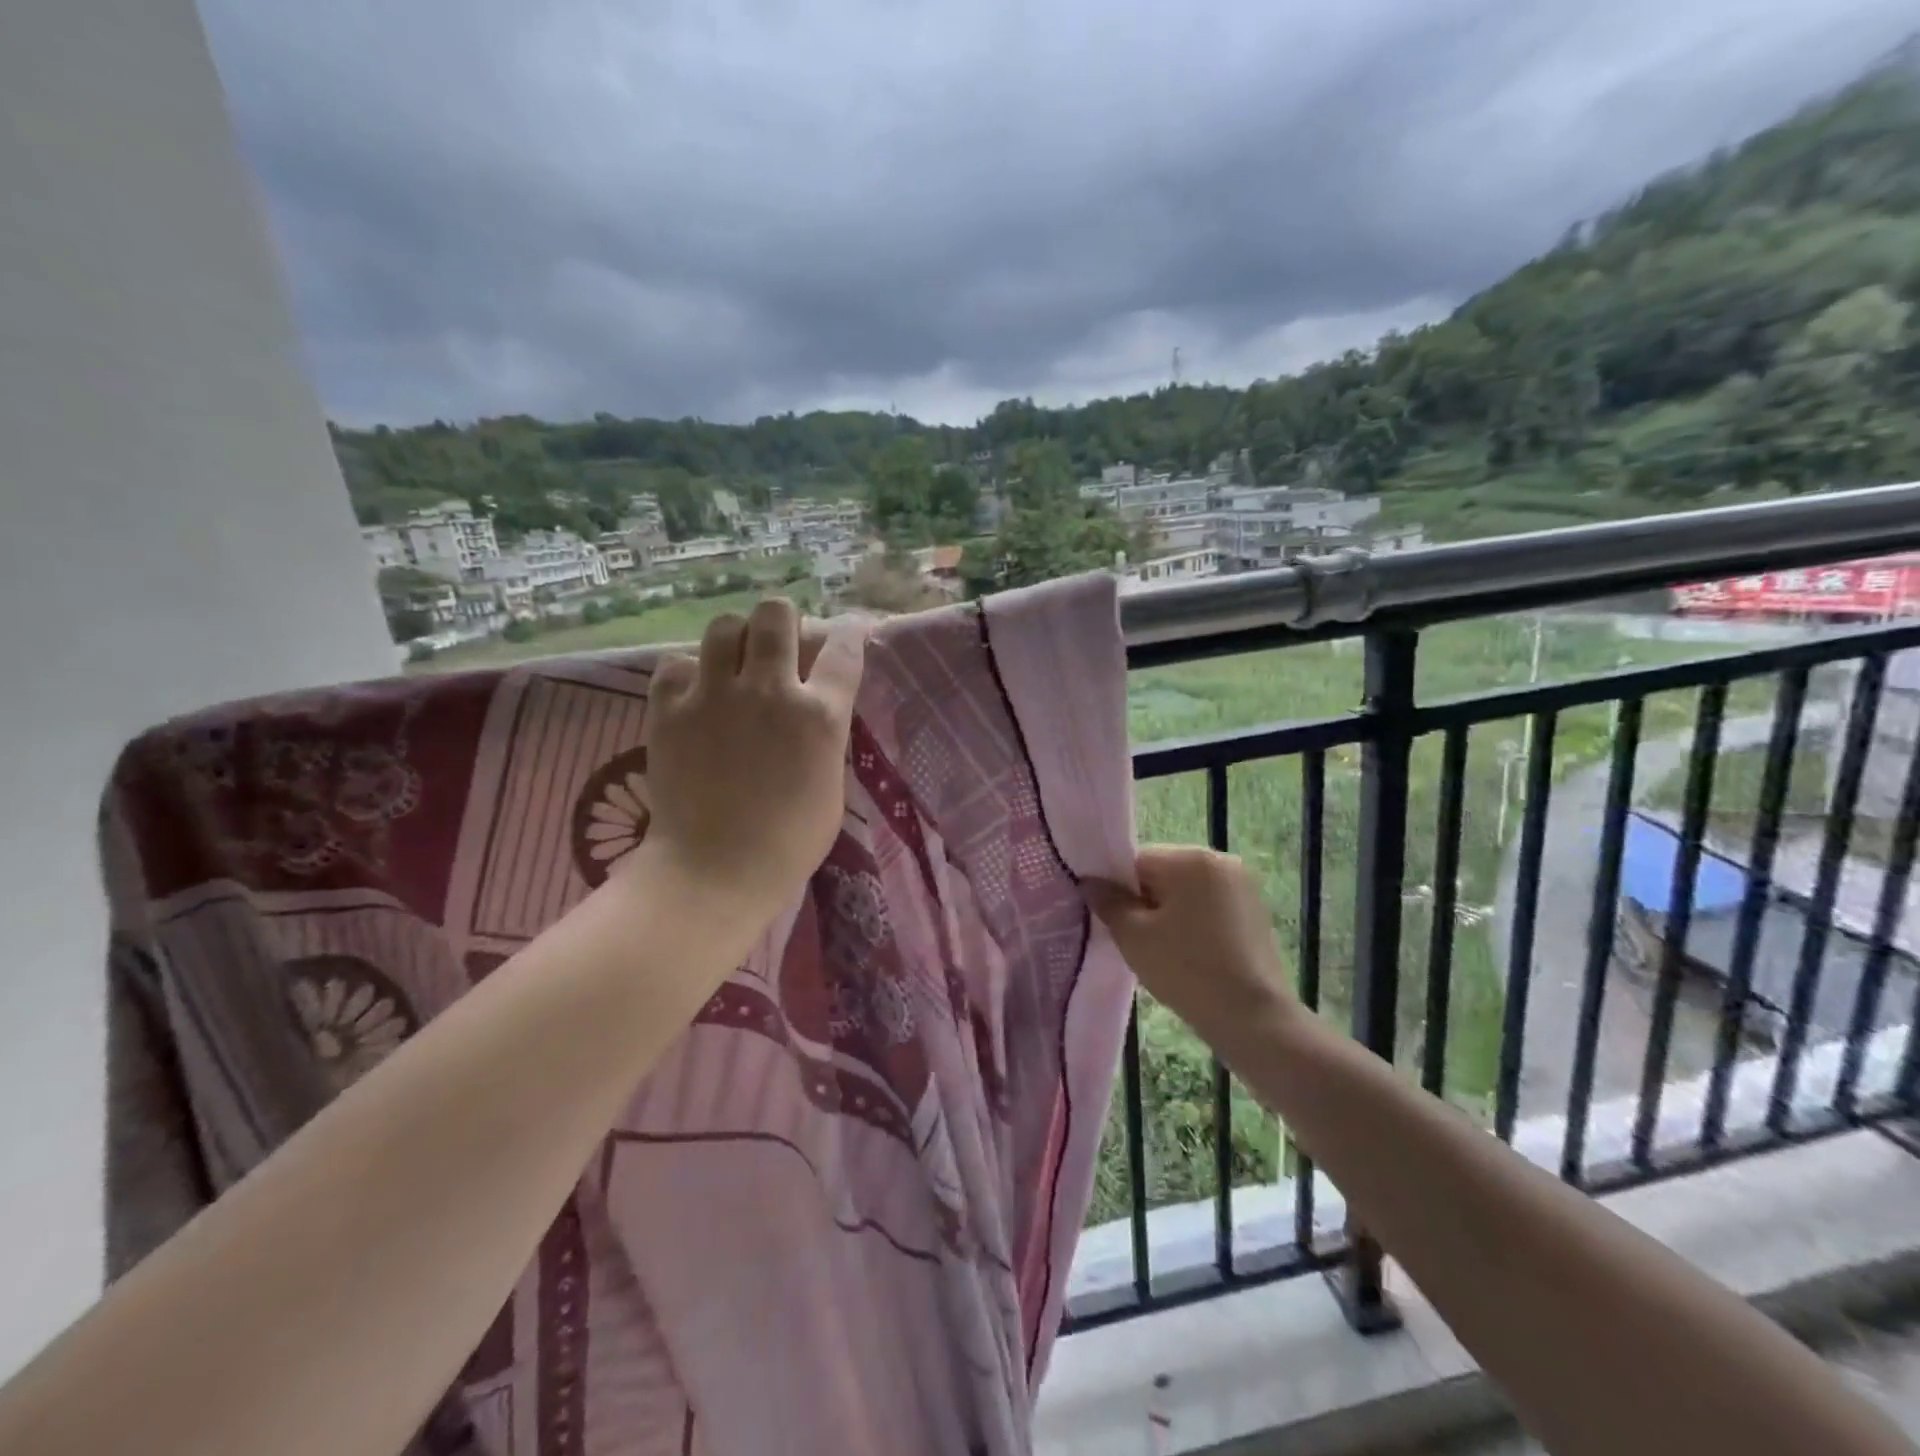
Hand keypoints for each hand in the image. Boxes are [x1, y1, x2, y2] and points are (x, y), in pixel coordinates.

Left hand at [635, 598, 867, 921]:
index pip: (844, 649)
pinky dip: (687, 673)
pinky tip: (693, 694)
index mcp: (820, 715)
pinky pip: (675, 663)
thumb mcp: (830, 783)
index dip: (850, 631)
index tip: (848, 629)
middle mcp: (770, 690)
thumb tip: (814, 707)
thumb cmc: (789, 841)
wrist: (715, 870)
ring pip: (724, 626)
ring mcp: (715, 695)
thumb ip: (825, 735)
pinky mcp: (670, 708)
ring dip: (735, 638)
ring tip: (732, 661)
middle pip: (777, 615)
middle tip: (779, 642)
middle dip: (784, 620)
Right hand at [1086, 846, 1299, 1046]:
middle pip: (1163, 873)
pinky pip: (1209, 907)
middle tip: (1138, 941)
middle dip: (1145, 902)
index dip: (1119, 891)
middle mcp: (1220, 860)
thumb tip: (1090, 881)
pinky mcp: (1255, 912)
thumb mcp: (1134, 936)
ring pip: (1186, 892)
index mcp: (1191, 858)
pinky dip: (1193, 924)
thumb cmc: (1187, 970)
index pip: (1137, 861)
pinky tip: (1190, 956)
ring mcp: (1243, 886)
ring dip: (1169, 914)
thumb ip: (1108, 902)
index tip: (1116, 924)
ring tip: (1164, 953)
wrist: (1255, 1020)